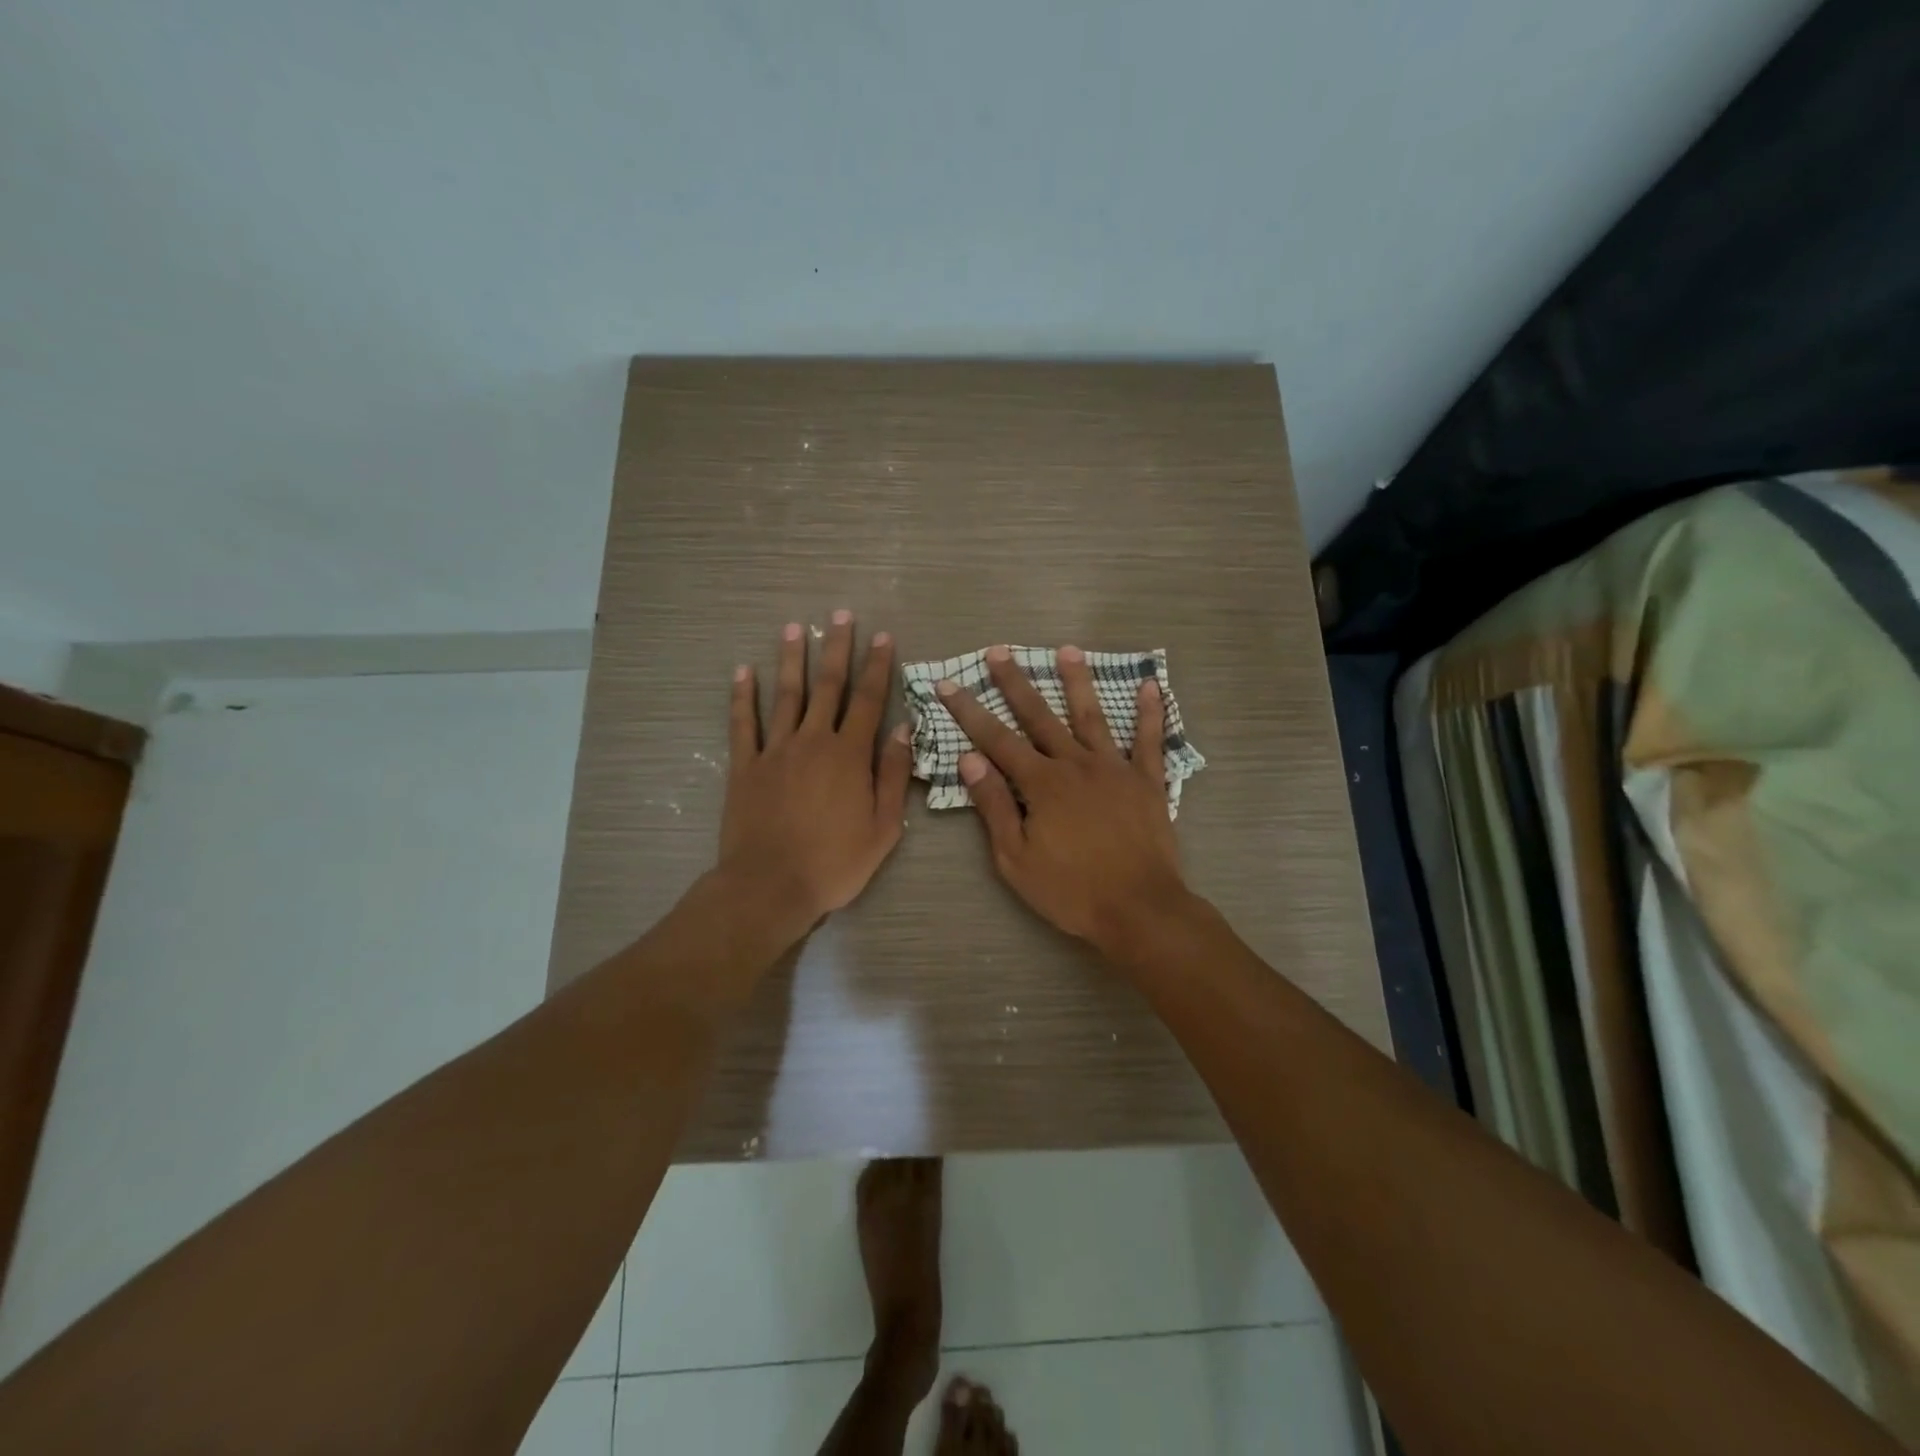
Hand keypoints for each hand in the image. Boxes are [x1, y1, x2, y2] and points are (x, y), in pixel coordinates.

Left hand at [719, 614, 910, 932]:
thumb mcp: (883, 828)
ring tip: (795, 628)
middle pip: (828, 687)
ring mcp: (775, 751)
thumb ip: (892, 775)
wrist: (770, 886)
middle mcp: (813, 742)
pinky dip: (742, 697)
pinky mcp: (745, 767)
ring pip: (785, 696)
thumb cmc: (834, 863)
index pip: (868, 701)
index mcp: (849, 756)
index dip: (878, 667)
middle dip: (837, 649)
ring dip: (792, 660)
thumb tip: (902, 730)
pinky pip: (743, 724)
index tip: (883, 637)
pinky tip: (742, 672)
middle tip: (840, 616)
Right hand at [936, 644, 1191, 954]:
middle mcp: (1076, 764)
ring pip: (1092, 716)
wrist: (1139, 909)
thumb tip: (969, 759)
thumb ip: (994, 806)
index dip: (969, 710)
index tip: (948, 683)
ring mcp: (1115, 769)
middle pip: (1040, 716)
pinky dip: (1151, 713)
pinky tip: (1151, 685)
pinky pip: (1150, 741)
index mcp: (1041, 783)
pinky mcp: (1147, 782)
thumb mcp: (1016, 858)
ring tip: (1067, 649)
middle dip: (1015, 683)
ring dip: (1078, 681)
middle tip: (999, 651)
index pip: (996, 739)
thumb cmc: (1071, 890)